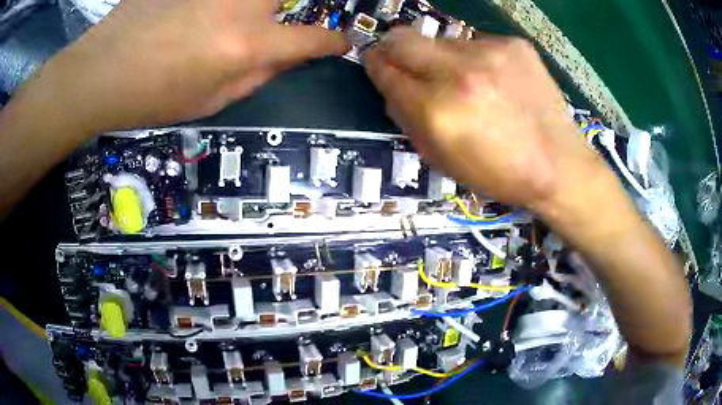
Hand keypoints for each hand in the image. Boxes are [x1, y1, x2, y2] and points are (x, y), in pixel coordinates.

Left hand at [37, 0, 347, 132]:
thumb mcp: (210, 101)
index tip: (339, 42)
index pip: (310, 39)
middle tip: (281, 23)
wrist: (101, 71)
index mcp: (248, 45)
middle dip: (294, 9)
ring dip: (258, 9)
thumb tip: (286, 57)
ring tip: (232, 29)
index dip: (332, 42)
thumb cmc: (152, 96)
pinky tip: (209, 16)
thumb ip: (256, 76)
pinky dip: (221, 6)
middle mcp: (242, 5)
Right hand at [364, 28, 602, 209]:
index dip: (376, 66)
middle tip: (403, 60)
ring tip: (466, 81)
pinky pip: (476, 43)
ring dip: (441, 57)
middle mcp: (460, 73)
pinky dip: (474, 58)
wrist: (559, 166)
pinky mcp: (515, 44)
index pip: (386, 71)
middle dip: (394, 49)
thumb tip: (393, 87)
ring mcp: (491, 52)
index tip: (376, 63)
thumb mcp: (442, 159)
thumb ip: (408, 119)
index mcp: (438, 110)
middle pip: (402, 39)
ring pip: (441, 40)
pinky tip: (494, 79)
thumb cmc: (499, 173)